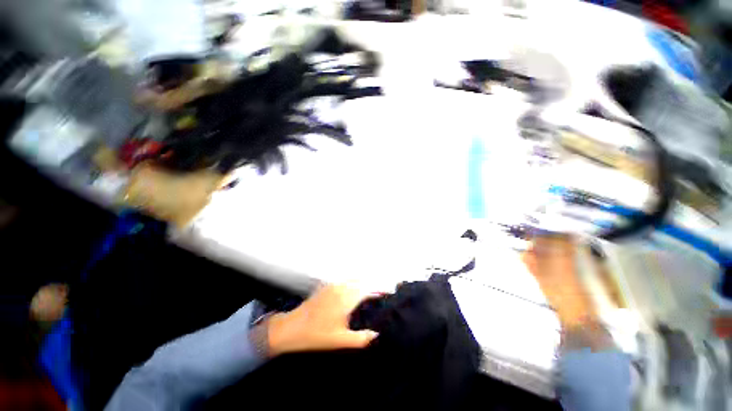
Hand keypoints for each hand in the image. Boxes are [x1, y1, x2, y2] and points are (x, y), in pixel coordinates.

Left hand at [265, 284, 378, 356]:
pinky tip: (355, 289)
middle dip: (373, 284)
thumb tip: (377, 334)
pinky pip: (345, 280)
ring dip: (364, 281)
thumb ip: (361, 338)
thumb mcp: (340, 340)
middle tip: (382, 292)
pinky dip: (354, 281)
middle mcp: (342, 287)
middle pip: (362, 280)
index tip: (388, 292)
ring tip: (372, 290)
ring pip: (353, 279)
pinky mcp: (327, 286)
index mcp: (346, 298)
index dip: (379, 289)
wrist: (291, 328)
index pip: (368, 289)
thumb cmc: (316, 335)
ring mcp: (333, 285)